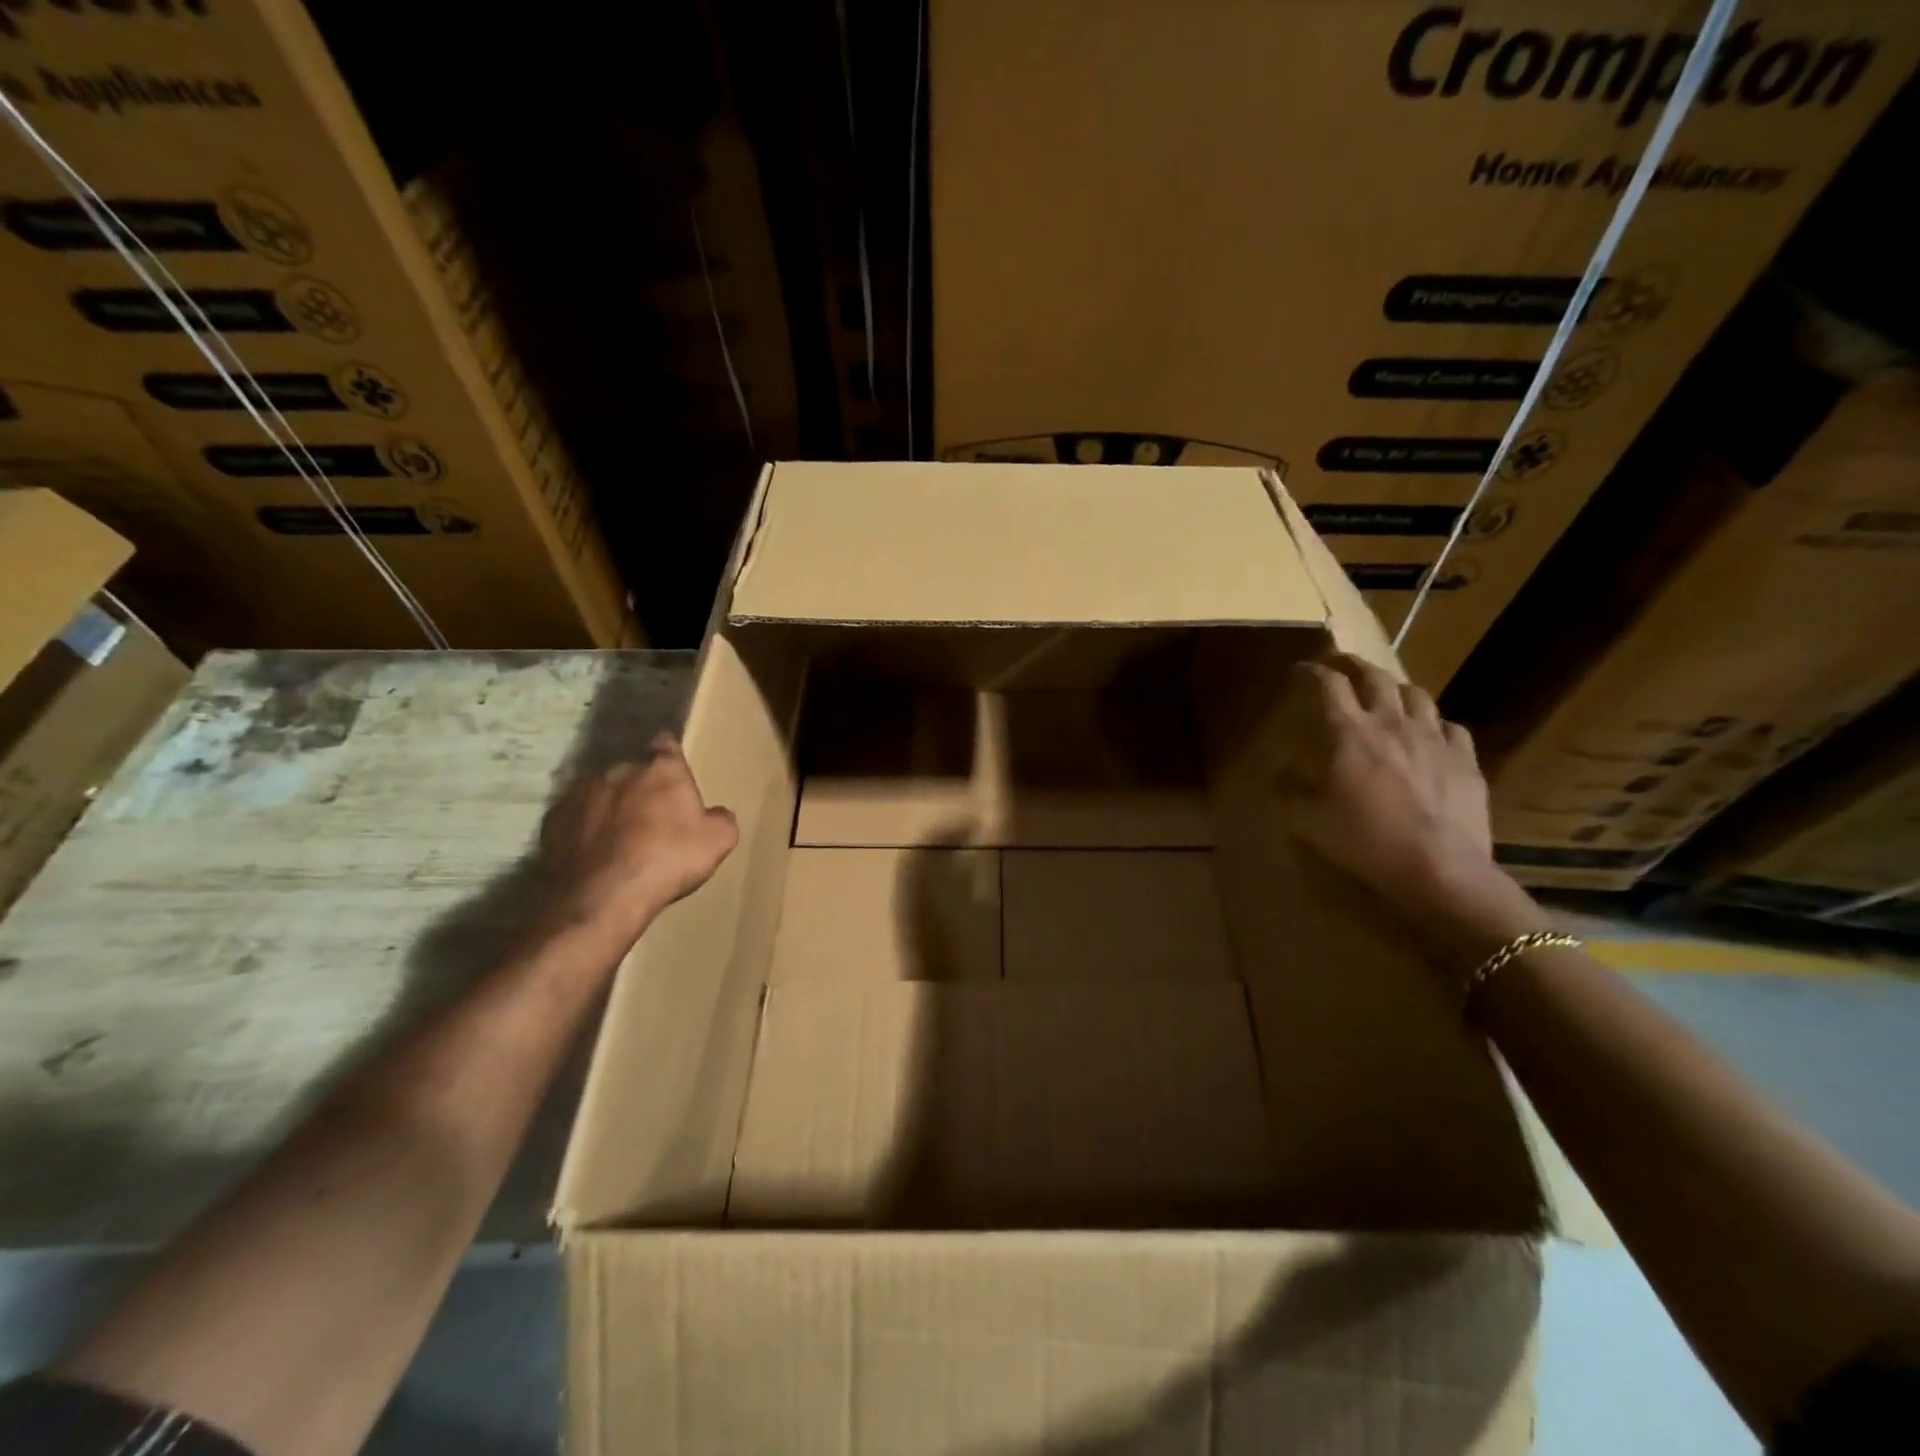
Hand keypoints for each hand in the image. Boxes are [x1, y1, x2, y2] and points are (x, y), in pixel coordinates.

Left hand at [537, 733, 737, 946]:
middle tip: (651, 819)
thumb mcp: (718, 841)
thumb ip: (720, 819)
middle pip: (633, 772)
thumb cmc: (667, 860)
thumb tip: (715, 814)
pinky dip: (583, 831)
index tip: (673, 769)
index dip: (670, 754)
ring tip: (618, 841)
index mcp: (661, 770)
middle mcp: (618, 771)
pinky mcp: (553, 821)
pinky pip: (574, 819)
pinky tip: (594, 855)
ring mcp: (580, 794)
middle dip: (641, 789)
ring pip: (601, 794)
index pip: (666, 744)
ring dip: (610, 808)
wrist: (602, 897)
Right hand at [1273, 654, 1511, 923]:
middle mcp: (1391, 724)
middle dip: (1354, 665)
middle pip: (1375, 677)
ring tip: (1387, 694)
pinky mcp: (1465, 759)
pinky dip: (1434, 722)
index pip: (1328, 685)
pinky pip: (1451, 726)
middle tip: (1342, 665)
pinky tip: (1429, 733)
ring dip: (1395, 688)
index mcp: (1349, 733)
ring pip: (1416, 694)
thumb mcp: (1306, 820)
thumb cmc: (1364, 841)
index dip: (1312, 671)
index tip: (1301, 669)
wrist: (1438, 869)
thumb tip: (1283, 775)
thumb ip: (1290, 790)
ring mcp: (1434, 738)